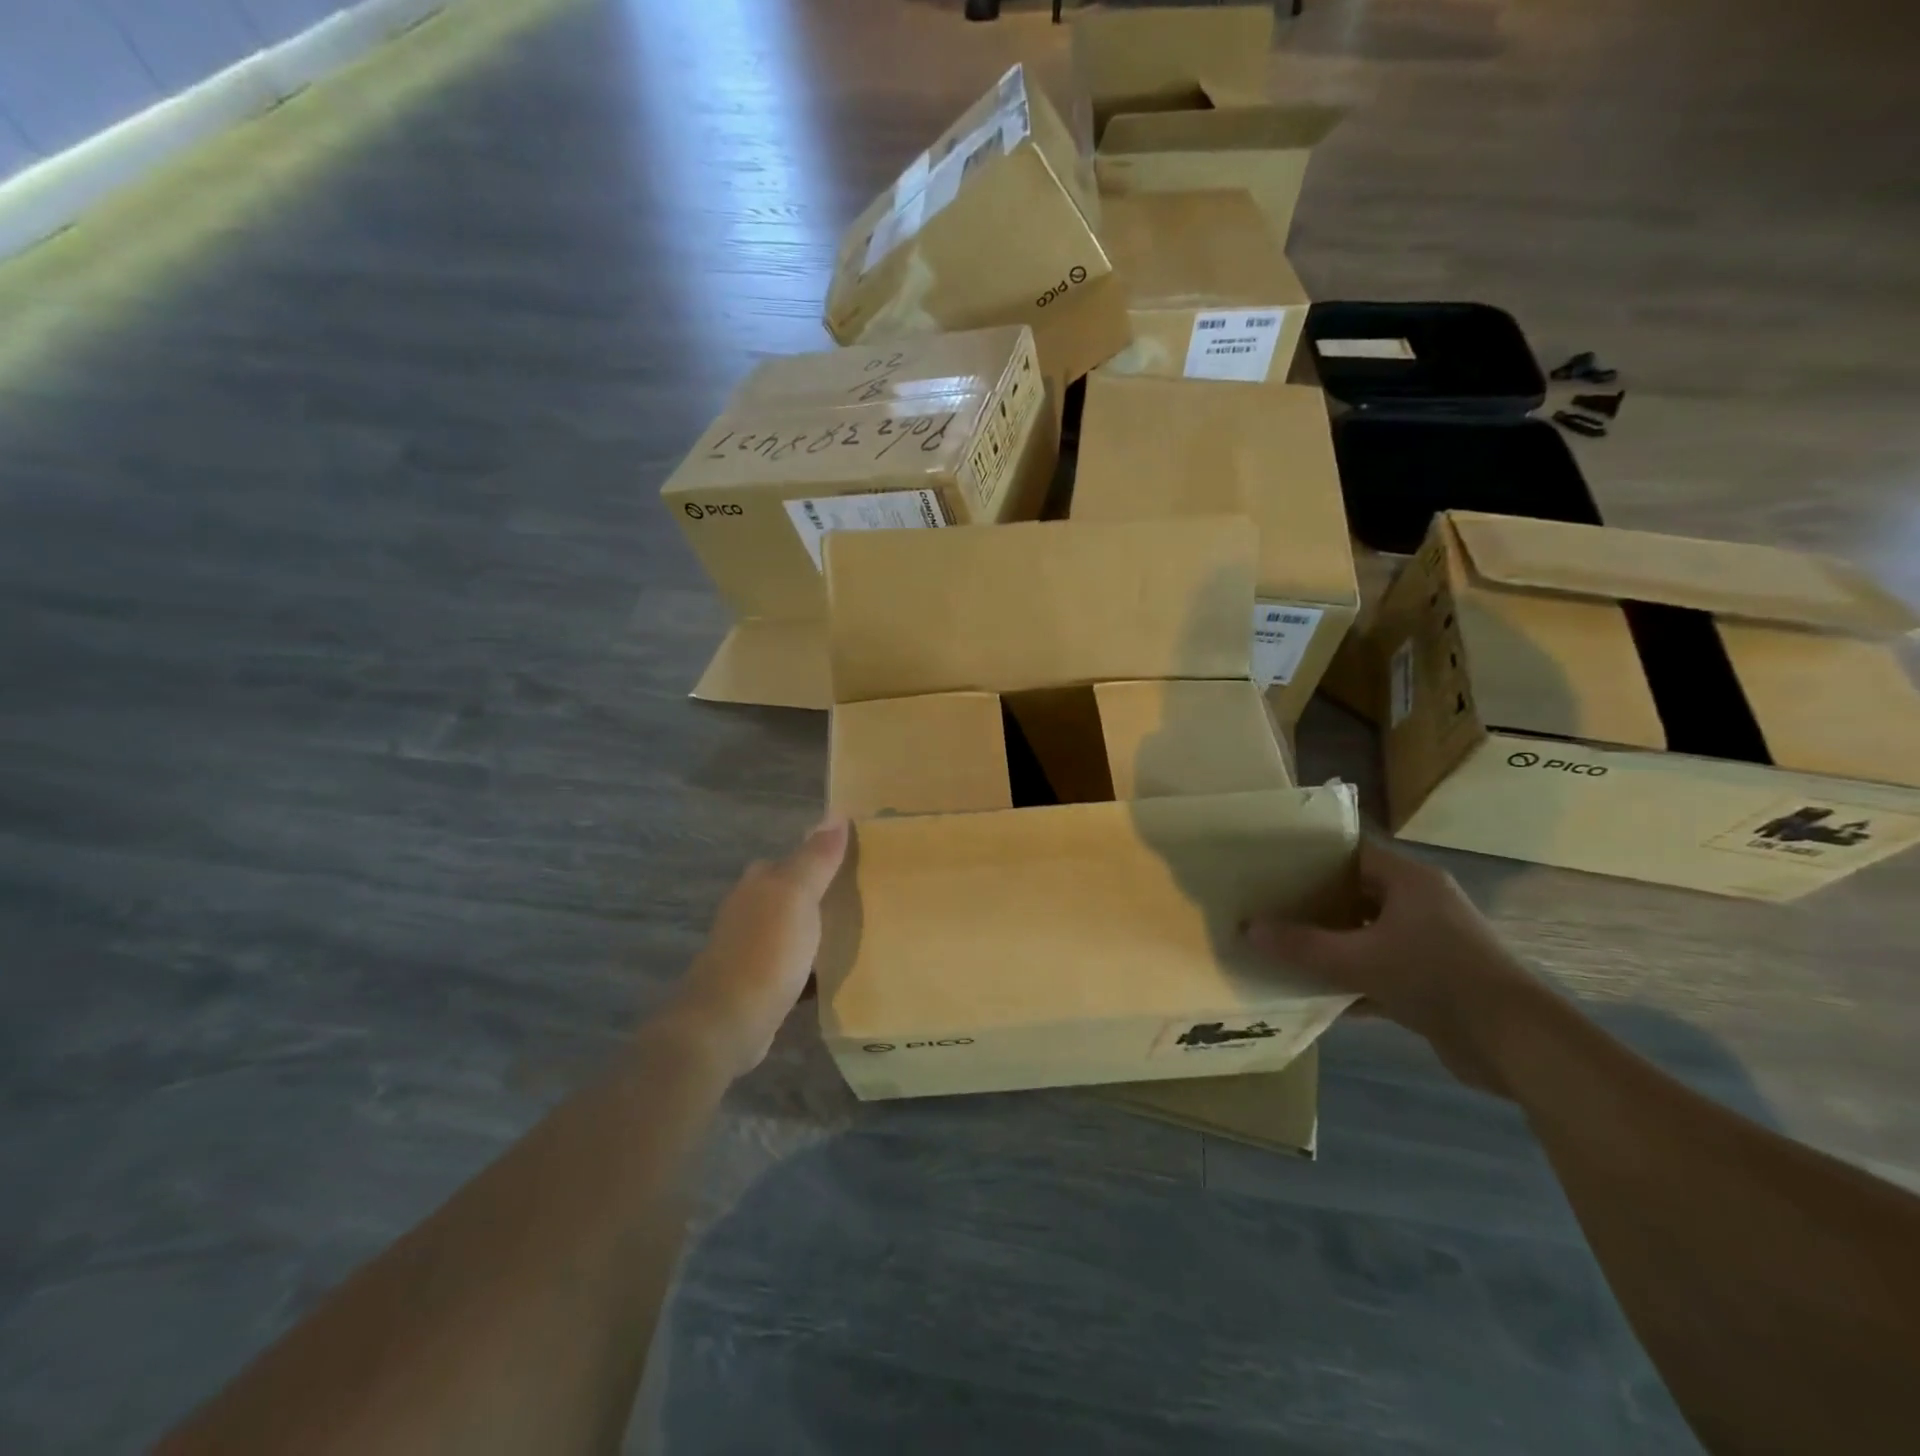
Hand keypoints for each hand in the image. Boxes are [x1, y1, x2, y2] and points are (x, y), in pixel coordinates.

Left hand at [661, 820, 849, 1079]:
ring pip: (794, 928)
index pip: (793, 857)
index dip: (822, 855)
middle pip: (792, 893)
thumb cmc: (766, 951)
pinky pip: (795, 964)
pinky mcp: (759, 984)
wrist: (728, 1022)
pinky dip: (814, 965)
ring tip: (861, 931)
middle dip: (822, 893)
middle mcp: (751, 910)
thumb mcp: (797, 895)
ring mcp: (752, 948)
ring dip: (818, 929)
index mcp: (759, 883)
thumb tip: (835, 813)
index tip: (858, 860)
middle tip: (865, 895)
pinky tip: (838, 972)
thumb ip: (816, 857)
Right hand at [1246, 837, 1544, 1095]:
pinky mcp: (1435, 982)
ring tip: (1285, 947)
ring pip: (1368, 935)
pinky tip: (1318, 995)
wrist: (1516, 1043)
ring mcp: (1431, 945)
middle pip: (1357, 894)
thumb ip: (1303, 946)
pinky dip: (1353, 981)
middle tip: (1270, 906)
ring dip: (1333, 945)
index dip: (1313, 857)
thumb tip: (1248, 929)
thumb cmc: (1437, 978)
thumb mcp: (1359, 960)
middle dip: (1315, 903)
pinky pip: (1381, 971)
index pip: (1354, 853)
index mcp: (1410, 881)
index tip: (1273, 865)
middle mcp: (1422, 905)